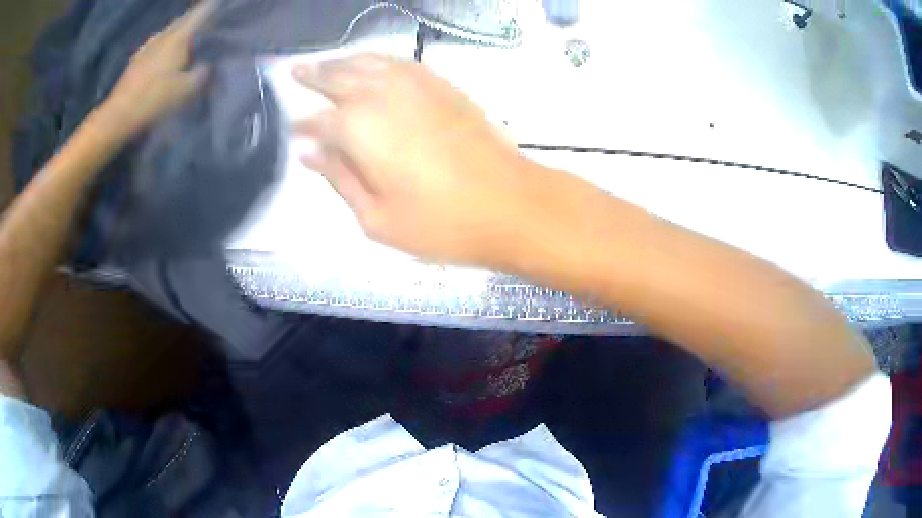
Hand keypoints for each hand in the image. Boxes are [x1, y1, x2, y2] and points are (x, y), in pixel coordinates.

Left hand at [100, 1, 213, 135]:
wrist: (118, 116)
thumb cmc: (153, 100)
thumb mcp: (186, 91)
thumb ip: (202, 74)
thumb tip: (209, 66)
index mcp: (178, 37)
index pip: (201, 13)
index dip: (214, 7)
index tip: (223, 5)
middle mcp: (163, 35)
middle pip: (184, 20)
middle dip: (197, 20)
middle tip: (209, 25)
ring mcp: (148, 46)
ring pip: (170, 32)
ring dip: (181, 33)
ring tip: (189, 41)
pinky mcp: (137, 60)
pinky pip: (158, 44)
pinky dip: (167, 45)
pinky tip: (167, 56)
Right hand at [293, 54, 542, 266]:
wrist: (511, 204)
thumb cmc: (440, 223)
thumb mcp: (376, 218)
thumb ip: (339, 178)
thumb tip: (309, 153)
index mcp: (359, 128)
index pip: (319, 120)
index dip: (303, 124)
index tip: (292, 128)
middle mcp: (382, 95)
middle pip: (339, 76)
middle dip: (314, 75)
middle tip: (296, 71)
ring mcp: (416, 85)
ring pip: (369, 62)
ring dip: (343, 61)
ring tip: (326, 63)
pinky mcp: (444, 85)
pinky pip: (401, 62)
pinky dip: (378, 59)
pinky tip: (372, 65)